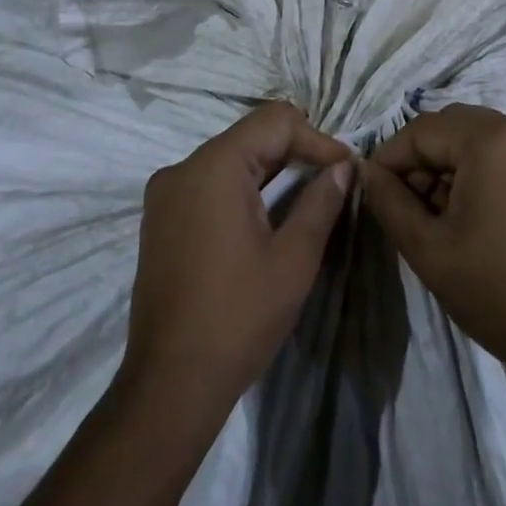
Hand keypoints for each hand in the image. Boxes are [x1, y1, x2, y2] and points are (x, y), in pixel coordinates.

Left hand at [124, 101, 354, 409]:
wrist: (169, 384)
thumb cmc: (238, 318)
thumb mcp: (293, 260)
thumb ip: (321, 202)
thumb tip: (344, 167)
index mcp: (215, 166)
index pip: (275, 121)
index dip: (316, 139)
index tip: (345, 170)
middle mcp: (183, 167)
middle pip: (250, 135)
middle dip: (295, 152)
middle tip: (332, 183)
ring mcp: (165, 192)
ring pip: (229, 158)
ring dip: (270, 170)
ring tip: (305, 199)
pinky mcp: (159, 218)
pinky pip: (208, 182)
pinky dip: (241, 188)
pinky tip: (264, 218)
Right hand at [361, 105, 505, 377]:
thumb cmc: (493, 289)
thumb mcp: (426, 247)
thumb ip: (389, 199)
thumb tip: (366, 170)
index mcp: (492, 140)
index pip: (423, 130)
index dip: (391, 157)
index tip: (373, 188)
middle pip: (451, 126)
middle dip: (420, 158)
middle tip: (403, 201)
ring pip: (476, 137)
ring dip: (447, 163)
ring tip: (432, 210)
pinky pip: (502, 151)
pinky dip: (476, 169)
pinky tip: (464, 209)